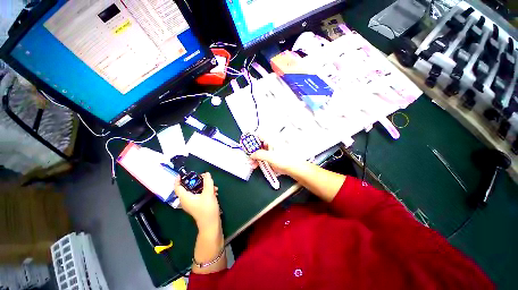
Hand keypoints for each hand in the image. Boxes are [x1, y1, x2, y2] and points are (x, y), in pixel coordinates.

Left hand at [174, 173, 220, 229]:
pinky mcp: (198, 205)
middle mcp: (187, 200)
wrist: (211, 224)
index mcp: (185, 197)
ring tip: (213, 186)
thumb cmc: (207, 208)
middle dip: (197, 181)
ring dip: (204, 187)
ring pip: (196, 191)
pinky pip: (200, 195)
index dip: (178, 180)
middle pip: (188, 187)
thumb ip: (207, 182)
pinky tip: (215, 192)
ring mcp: (192, 203)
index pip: (178, 187)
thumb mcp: (208, 193)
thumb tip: (207, 173)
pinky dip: (206, 192)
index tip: (182, 173)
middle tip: (204, 177)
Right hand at [249, 141, 296, 175]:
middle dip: (252, 151)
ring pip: (259, 152)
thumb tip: (251, 154)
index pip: (259, 136)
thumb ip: (259, 154)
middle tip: (247, 155)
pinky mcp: (271, 158)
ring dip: (254, 157)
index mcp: (271, 140)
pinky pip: (262, 158)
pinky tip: (255, 165)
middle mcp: (270, 144)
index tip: (245, 143)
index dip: (251, 138)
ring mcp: (270, 151)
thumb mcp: (270, 156)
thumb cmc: (285, 159)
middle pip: (258, 145)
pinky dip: (258, 161)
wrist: (293, 168)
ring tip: (251, 163)